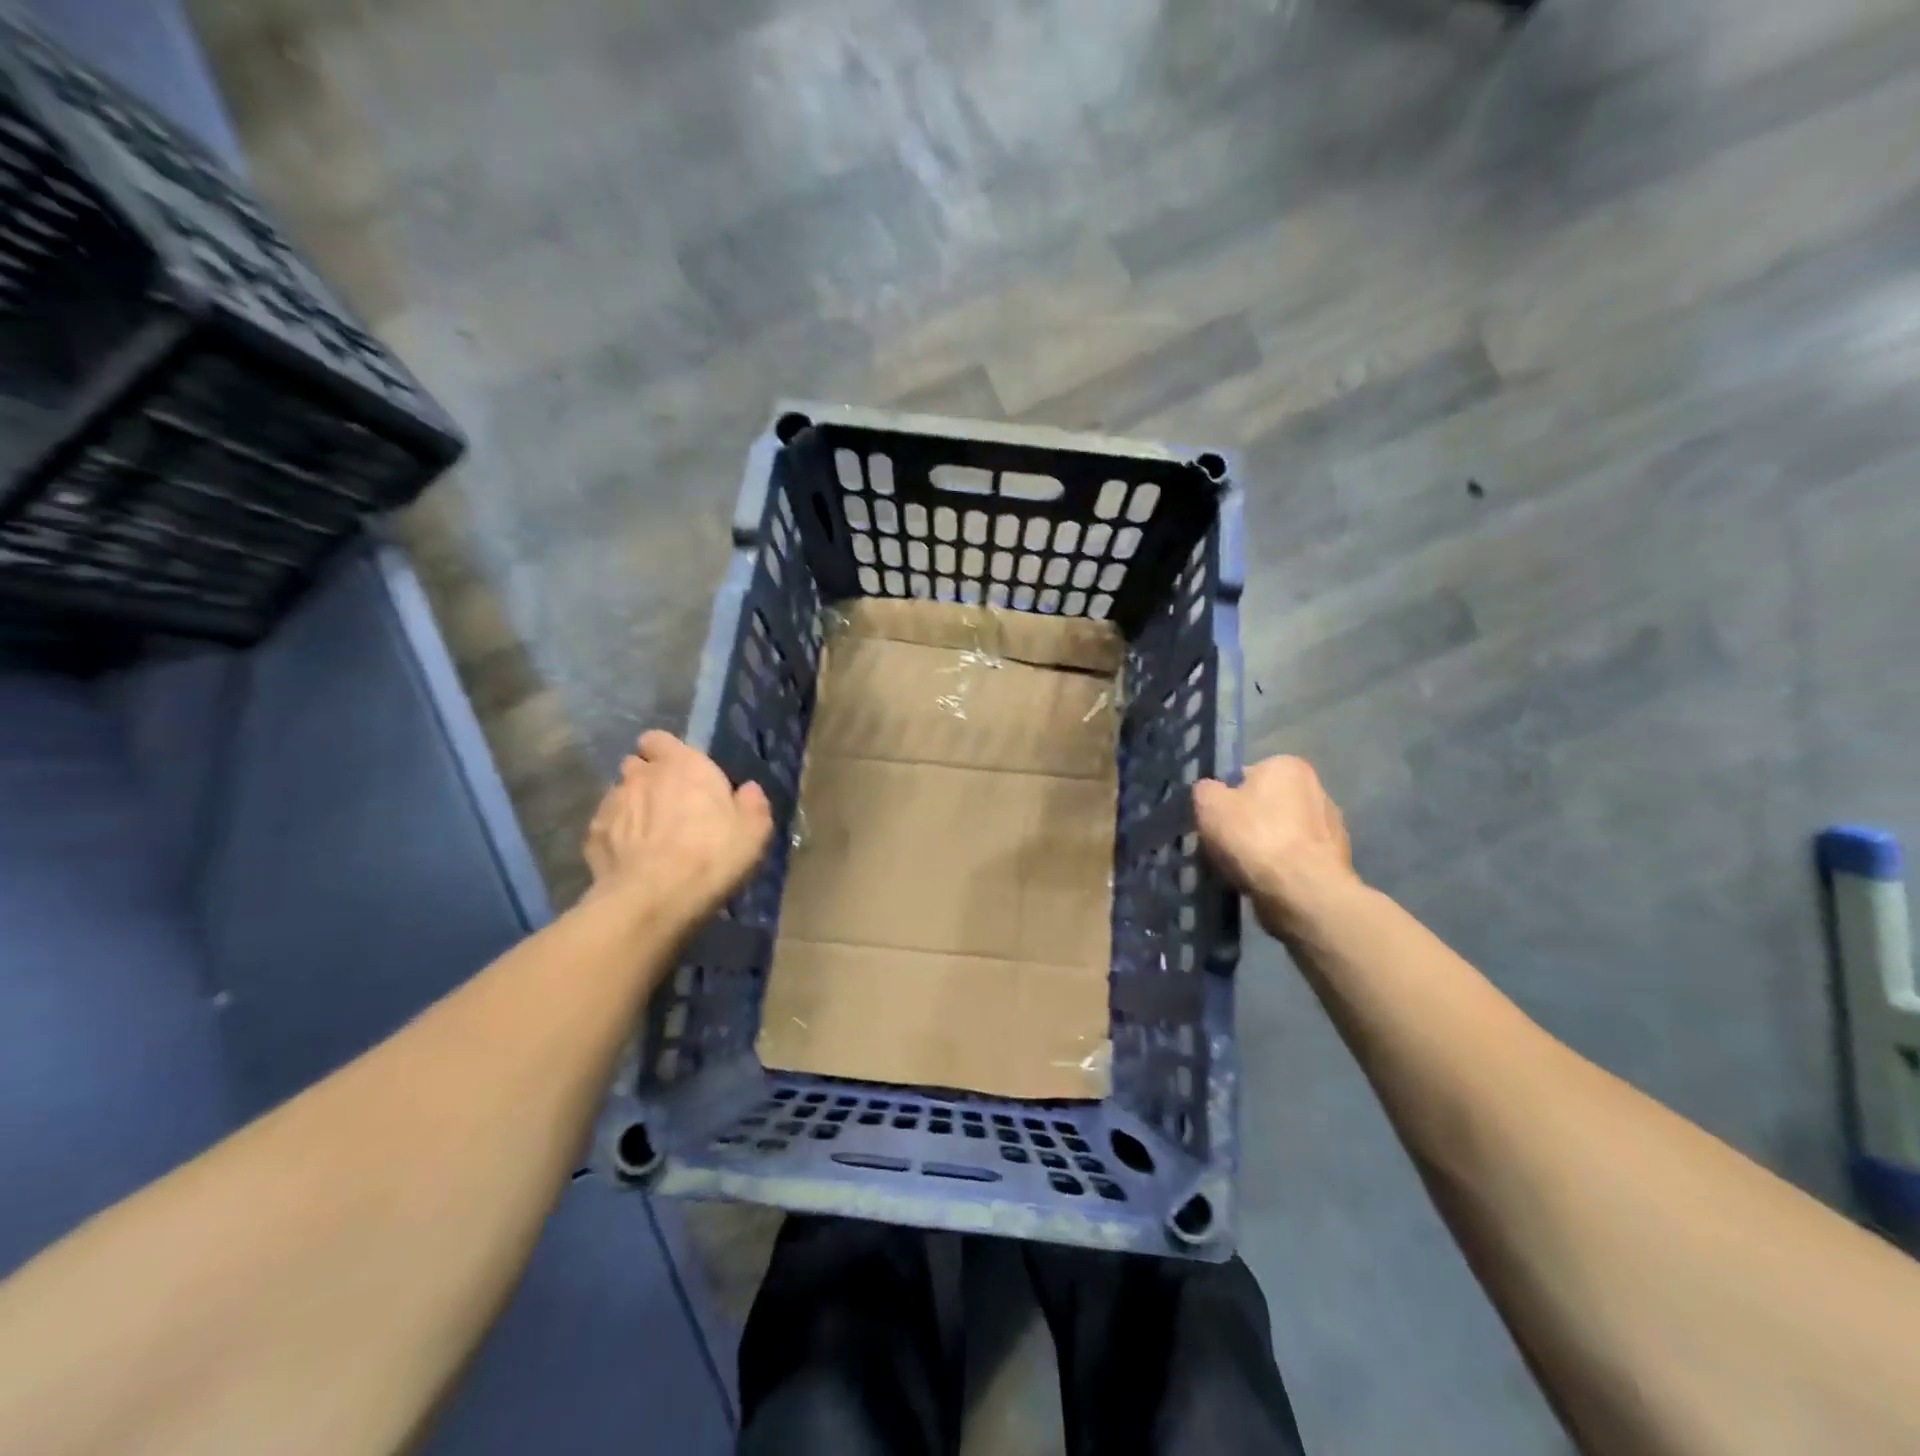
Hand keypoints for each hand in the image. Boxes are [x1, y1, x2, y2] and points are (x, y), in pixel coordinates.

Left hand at [584, 732, 772, 920]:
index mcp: (683, 763)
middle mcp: (642, 775)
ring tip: (647, 836)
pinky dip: (616, 836)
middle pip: (637, 765)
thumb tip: (748, 790)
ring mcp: (611, 803)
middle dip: (648, 779)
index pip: (659, 739)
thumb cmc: (712, 854)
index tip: (681, 774)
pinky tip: (630, 859)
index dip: (666, 753)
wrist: (655, 897)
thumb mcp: (755, 830)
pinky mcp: (592, 835)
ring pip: (619, 795)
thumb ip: (752, 803)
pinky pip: (605, 826)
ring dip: (632, 807)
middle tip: (668, 806)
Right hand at [1194, 755, 1360, 936]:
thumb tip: (1211, 793)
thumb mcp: (1208, 804)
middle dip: (1246, 824)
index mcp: (1287, 765)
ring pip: (1280, 834)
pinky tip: (1264, 883)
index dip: (1225, 799)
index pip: (1245, 776)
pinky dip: (1280, 868)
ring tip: (1242, 871)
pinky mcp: (1336, 860)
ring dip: (1263, 848)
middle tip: (1224, 847)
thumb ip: (1205, 790)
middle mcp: (1317, 788)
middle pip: (1265, 805)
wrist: (1302, 891)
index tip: (1215, 822)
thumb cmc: (1254, 837)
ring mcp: (1331, 826)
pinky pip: (1295, 859)